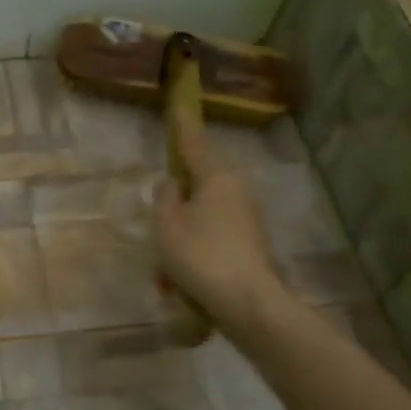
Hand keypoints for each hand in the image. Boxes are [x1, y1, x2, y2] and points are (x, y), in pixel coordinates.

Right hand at [152, 109, 284, 334]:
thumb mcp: (167, 226)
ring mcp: (247, 220)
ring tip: (168, 280)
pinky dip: (195, 262)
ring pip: (200, 224)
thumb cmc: (201, 257)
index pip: (194, 144)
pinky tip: (183, 291)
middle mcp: (237, 192)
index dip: (182, 125)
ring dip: (180, 246)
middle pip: (195, 192)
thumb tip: (173, 186)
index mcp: (217, 178)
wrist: (249, 305)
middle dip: (173, 217)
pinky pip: (212, 245)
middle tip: (159, 242)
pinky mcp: (251, 247)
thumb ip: (164, 199)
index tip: (180, 104)